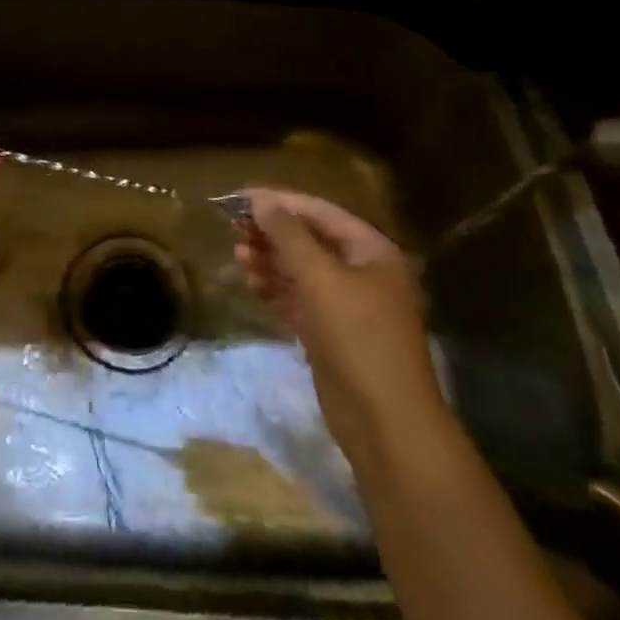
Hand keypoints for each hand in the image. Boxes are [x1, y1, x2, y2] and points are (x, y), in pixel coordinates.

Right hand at [234, 188, 442, 441]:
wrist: (386, 421)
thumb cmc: (357, 336)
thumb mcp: (319, 277)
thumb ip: (288, 235)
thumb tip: (261, 200)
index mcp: (370, 250)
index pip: (319, 211)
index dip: (279, 201)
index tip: (239, 198)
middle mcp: (362, 272)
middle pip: (310, 240)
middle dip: (272, 232)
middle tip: (233, 228)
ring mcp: (348, 305)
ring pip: (302, 270)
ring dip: (270, 260)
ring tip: (238, 256)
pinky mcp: (332, 334)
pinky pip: (300, 299)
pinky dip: (276, 289)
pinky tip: (252, 284)